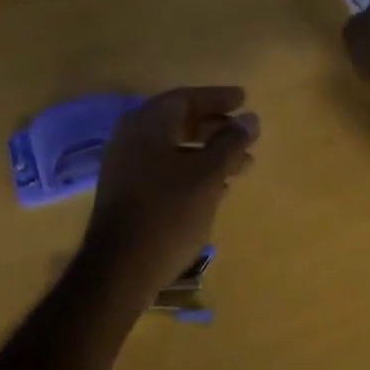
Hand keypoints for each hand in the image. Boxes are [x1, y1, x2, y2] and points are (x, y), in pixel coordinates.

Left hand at [81, 87, 259, 296]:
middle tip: (246, 134)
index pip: (186, 98)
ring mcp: (126, 167)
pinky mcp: (127, 194)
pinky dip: (192, 171)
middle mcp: (132, 137)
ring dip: (209, 153)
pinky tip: (217, 189)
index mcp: (147, 124)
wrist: (118, 272)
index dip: (217, 98)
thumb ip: (230, 143)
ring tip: (243, 166)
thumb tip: (250, 118)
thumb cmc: (168, 213)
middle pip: (179, 121)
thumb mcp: (208, 175)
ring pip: (174, 148)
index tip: (244, 100)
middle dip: (216, 128)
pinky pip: (165, 169)